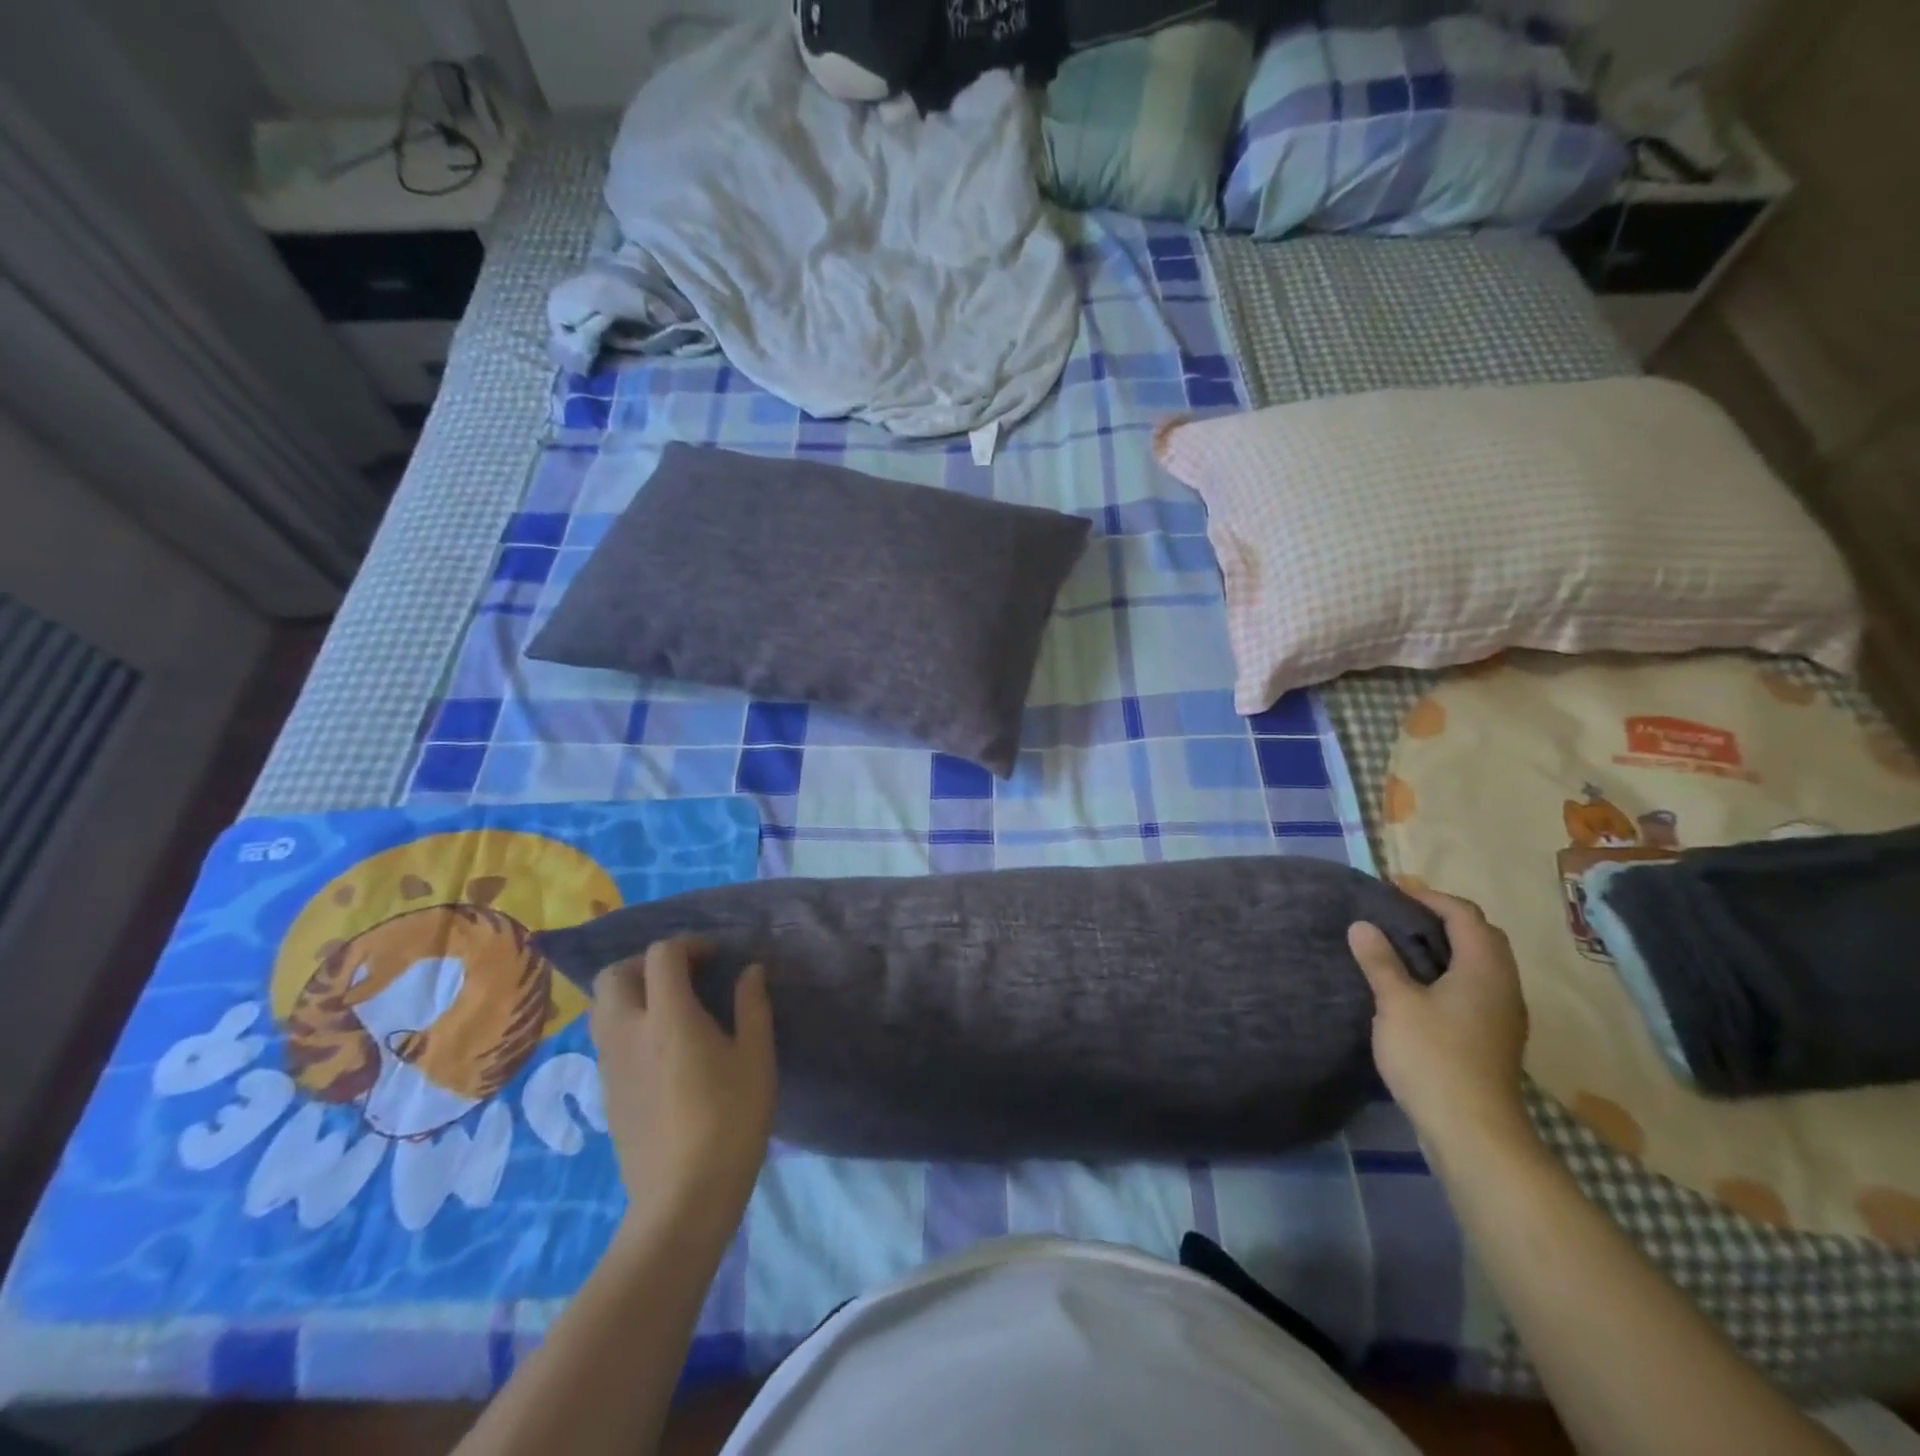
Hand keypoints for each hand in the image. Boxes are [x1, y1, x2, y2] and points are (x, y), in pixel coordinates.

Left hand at [589, 938, 775, 1225]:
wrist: (682, 1200)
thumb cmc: (730, 1122)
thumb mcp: (756, 1058)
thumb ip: (752, 1006)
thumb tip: (750, 971)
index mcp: (668, 1017)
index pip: (662, 955)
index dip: (690, 945)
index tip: (717, 958)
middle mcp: (628, 1031)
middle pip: (615, 974)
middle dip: (648, 962)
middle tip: (685, 975)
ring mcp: (610, 1062)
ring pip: (602, 1005)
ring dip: (632, 990)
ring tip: (670, 1006)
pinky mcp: (606, 1089)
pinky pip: (605, 1035)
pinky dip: (627, 1021)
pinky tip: (660, 1045)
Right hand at [1349, 889, 1532, 1154]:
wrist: (1472, 1131)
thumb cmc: (1433, 1057)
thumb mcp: (1396, 1003)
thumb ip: (1379, 961)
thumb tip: (1361, 925)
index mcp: (1484, 969)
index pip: (1465, 915)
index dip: (1430, 897)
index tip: (1393, 889)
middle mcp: (1502, 986)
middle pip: (1481, 936)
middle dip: (1443, 918)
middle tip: (1400, 913)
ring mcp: (1502, 1015)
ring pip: (1480, 964)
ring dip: (1447, 946)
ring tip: (1403, 945)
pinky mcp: (1494, 1037)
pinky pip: (1475, 986)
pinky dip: (1449, 972)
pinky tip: (1419, 986)